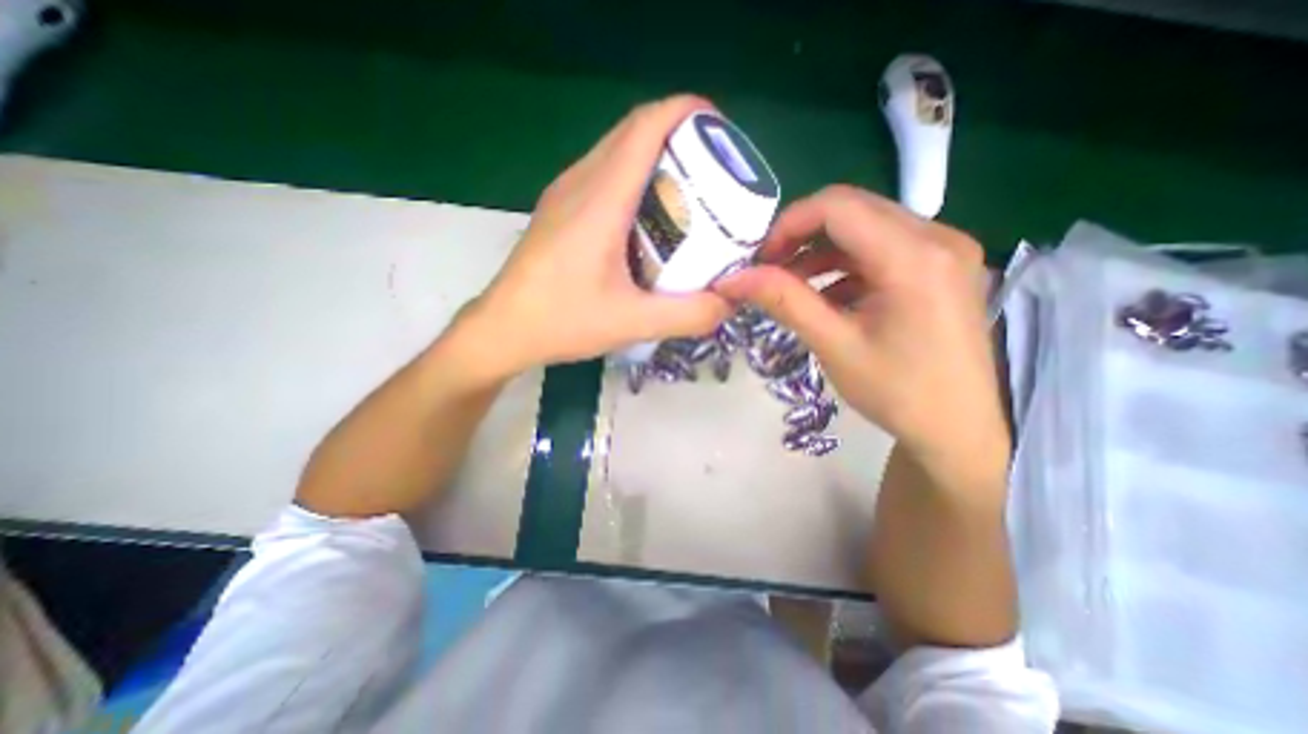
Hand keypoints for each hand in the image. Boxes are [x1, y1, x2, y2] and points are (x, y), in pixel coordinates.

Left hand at [457, 96, 730, 379]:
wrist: (502, 330)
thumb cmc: (562, 321)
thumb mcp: (633, 323)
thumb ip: (688, 315)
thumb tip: (729, 302)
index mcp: (601, 199)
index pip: (646, 126)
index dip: (686, 113)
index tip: (720, 133)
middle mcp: (580, 183)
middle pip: (634, 132)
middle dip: (679, 138)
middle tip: (713, 172)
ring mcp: (564, 194)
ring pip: (616, 151)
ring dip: (655, 158)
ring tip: (687, 192)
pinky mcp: (558, 210)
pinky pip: (602, 174)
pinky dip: (634, 179)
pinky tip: (647, 218)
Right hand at [715, 186, 1010, 471]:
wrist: (958, 429)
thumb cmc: (897, 392)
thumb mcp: (833, 345)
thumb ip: (783, 301)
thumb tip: (731, 279)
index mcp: (914, 256)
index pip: (837, 206)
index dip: (788, 225)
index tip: (760, 261)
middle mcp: (937, 237)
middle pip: (852, 210)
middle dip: (801, 236)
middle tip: (770, 271)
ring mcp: (945, 248)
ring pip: (865, 226)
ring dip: (821, 251)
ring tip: (791, 285)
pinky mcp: (942, 265)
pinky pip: (882, 247)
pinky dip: (845, 264)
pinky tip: (827, 295)